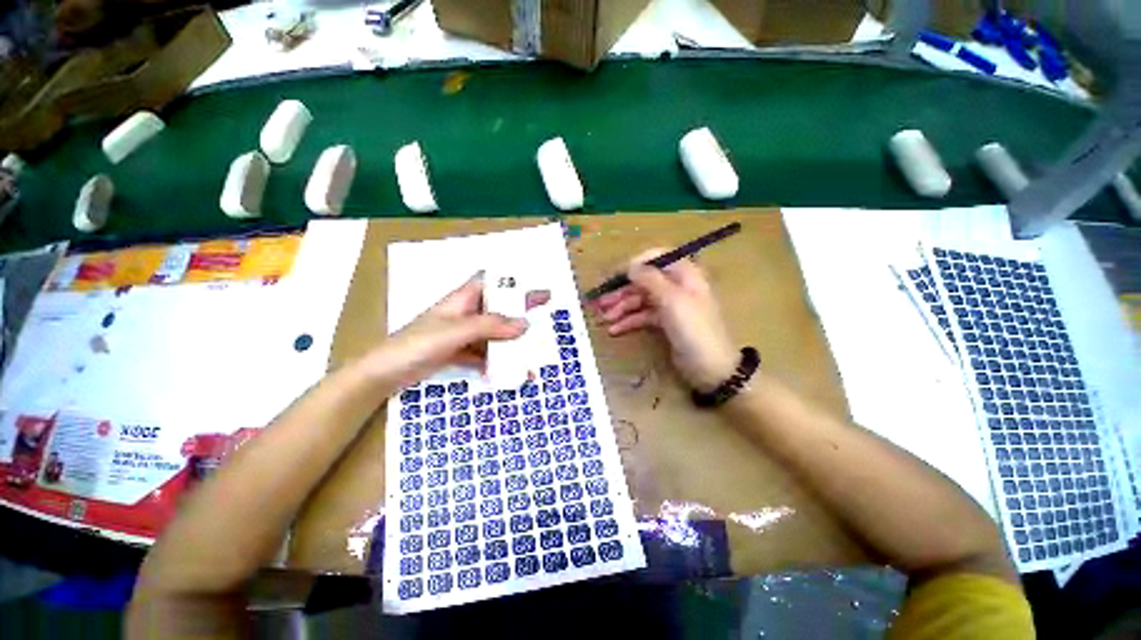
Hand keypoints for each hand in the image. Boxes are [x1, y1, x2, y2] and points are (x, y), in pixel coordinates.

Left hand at [365, 273, 548, 386]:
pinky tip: (507, 372)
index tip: (536, 288)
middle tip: (543, 317)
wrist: (385, 374)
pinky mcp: (458, 352)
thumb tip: (524, 324)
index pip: (492, 283)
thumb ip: (490, 326)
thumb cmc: (417, 343)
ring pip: (493, 334)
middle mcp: (465, 313)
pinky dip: (495, 361)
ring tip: (530, 355)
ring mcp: (462, 334)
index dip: (514, 283)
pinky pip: (483, 353)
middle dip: (520, 313)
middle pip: (498, 309)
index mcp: (463, 299)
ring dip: (510, 344)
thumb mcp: (455, 331)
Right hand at [594, 250, 737, 391]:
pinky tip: (614, 330)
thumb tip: (631, 265)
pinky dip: (629, 321)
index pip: (657, 257)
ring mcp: (670, 306)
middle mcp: (676, 286)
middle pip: (644, 281)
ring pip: (641, 300)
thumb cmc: (694, 329)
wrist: (711, 368)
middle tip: (601, 301)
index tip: (616, 274)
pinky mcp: (665, 323)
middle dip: (622, 290)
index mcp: (684, 274)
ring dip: (621, 307)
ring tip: (603, 318)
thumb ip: (650, 279)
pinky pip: (643, 316)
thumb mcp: (672, 300)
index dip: (636, 263)